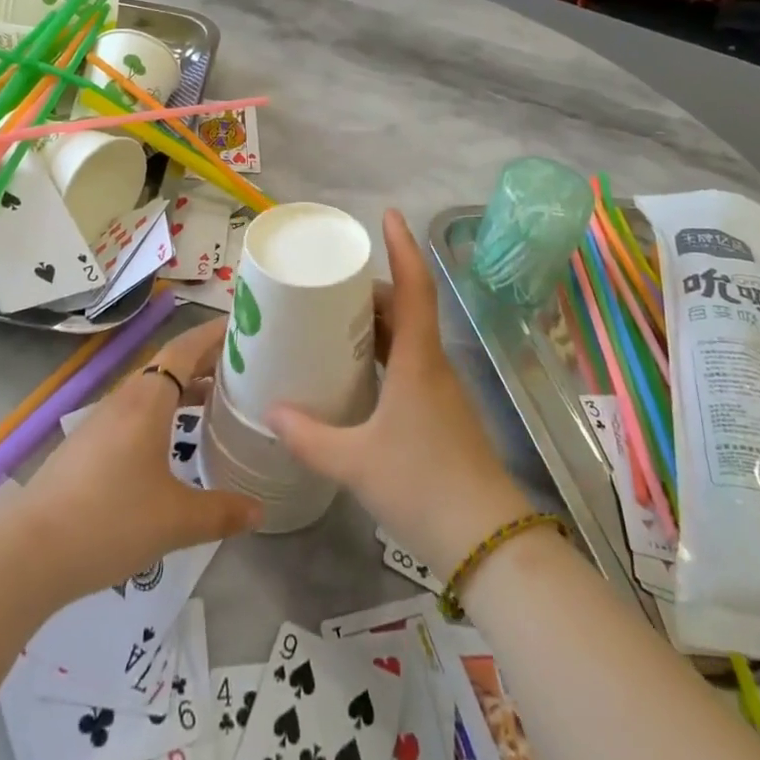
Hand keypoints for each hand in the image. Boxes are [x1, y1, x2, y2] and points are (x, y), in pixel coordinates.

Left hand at [20, 319, 261, 601]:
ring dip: (184, 387)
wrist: (28, 552)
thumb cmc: (109, 520)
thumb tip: (259, 509)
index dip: (215, 334)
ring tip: (217, 400)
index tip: (247, 328)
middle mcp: (125, 398)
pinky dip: (164, 410)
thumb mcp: (175, 520)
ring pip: (152, 389)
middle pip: (170, 364)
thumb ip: (221, 511)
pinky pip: (136, 411)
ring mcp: (102, 420)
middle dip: (206, 360)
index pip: (186, 348)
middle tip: (245, 367)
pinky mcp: (89, 444)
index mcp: (148, 399)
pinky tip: (174, 440)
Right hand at [266, 210, 533, 578]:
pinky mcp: (441, 414)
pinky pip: (410, 364)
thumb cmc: (423, 486)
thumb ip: (309, 436)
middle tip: (330, 283)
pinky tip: (358, 373)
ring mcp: (441, 390)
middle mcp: (433, 365)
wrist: (488, 543)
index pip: (414, 287)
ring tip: (334, 321)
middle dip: (372, 288)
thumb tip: (271, 411)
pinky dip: (384, 353)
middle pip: (406, 308)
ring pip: (409, 338)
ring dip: (377, 322)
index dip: (403, 247)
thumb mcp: (355, 463)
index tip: (388, 215)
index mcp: (418, 360)